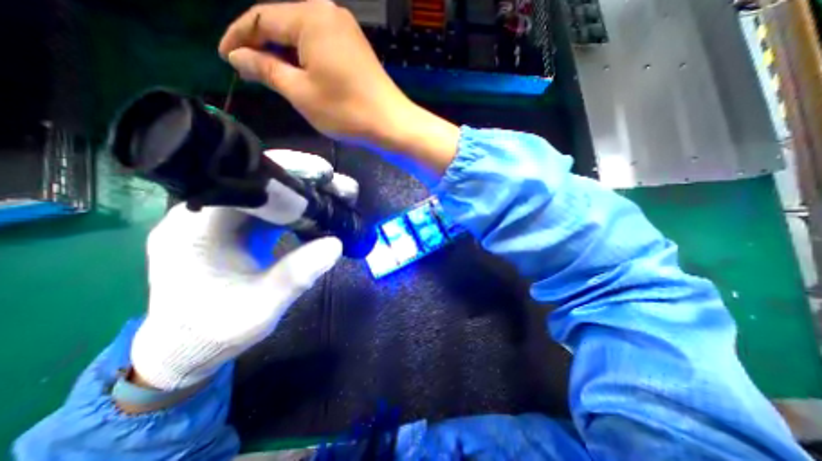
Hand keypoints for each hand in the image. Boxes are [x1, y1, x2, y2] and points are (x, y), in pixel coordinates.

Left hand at [130, 148, 355, 391]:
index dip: (287, 172)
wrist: (188, 348)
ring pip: (271, 193)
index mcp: (197, 228)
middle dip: (306, 180)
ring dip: (307, 192)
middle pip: (261, 182)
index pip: (243, 181)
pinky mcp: (239, 229)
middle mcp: (205, 215)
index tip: (324, 174)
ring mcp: (223, 220)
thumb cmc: (214, 332)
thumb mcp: (261, 308)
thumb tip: (336, 244)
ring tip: (339, 195)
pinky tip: (321, 212)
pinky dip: (300, 208)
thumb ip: (296, 275)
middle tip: (342, 187)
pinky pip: (273, 208)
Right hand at [218, 2, 460, 181]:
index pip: (260, 18)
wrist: (391, 124)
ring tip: (271, 76)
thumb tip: (237, 57)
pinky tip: (300, 75)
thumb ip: (265, 69)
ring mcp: (345, 30)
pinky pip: (320, 47)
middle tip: (248, 71)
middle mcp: (328, 13)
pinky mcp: (355, 48)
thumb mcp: (300, 92)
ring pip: (302, 37)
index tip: (225, 58)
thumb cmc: (346, 110)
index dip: (238, 37)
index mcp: (310, 16)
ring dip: (284, 55)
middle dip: (262, 47)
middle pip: (282, 24)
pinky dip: (306, 59)